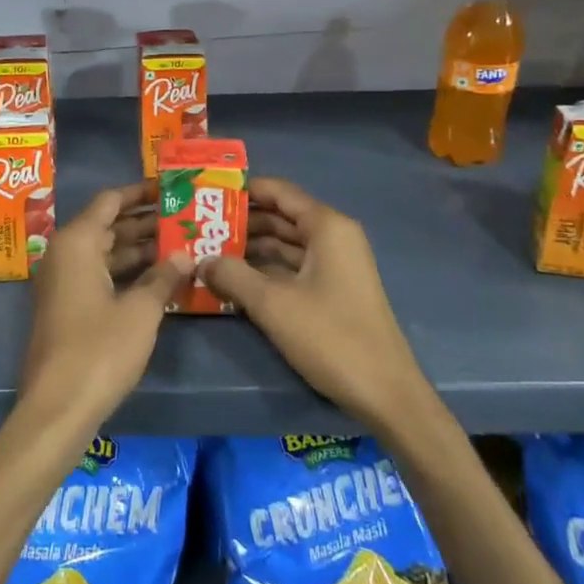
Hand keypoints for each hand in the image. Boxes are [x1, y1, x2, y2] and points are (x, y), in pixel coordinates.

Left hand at [18, 182, 191, 437]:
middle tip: (185, 217)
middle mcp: (64, 254)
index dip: (140, 192)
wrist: (58, 406)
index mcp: (77, 243)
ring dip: (139, 250)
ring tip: (182, 244)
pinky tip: (159, 278)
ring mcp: (63, 282)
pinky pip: (99, 276)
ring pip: (105, 253)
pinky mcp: (66, 307)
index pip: (110, 201)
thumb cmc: (100, 350)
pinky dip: (126, 273)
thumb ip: (163, 277)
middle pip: (108, 226)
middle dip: (145, 222)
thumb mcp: (140, 312)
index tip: (170, 188)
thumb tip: (185, 255)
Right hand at [202, 177, 430, 431]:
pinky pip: (292, 266)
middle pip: (280, 216)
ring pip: (285, 243)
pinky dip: (265, 268)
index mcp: (326, 227)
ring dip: (250, 247)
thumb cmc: (331, 337)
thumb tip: (200, 260)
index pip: (278, 191)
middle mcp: (333, 237)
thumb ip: (232, 275)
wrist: (385, 393)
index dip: (242, 190)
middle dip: (241, 221)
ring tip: (208, 252)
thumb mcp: (272, 304)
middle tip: (198, 227)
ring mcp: (335, 265)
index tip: (206, 195)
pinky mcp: (333, 290)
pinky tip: (234, 279)